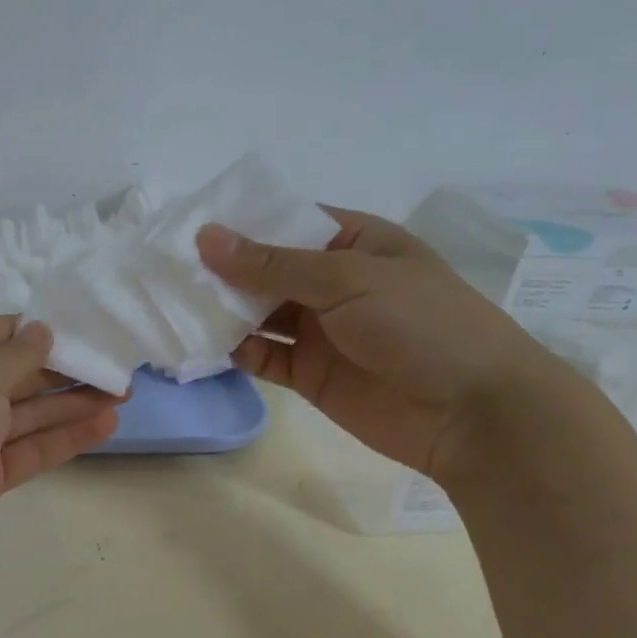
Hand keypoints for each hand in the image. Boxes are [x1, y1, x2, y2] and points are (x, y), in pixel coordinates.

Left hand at [0, 316, 120, 605]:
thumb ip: (15, 357)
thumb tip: (42, 330)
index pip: (1, 335)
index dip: (46, 333)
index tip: (92, 333)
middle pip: (20, 375)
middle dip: (68, 371)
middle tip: (119, 370)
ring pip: (30, 414)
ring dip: (73, 404)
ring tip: (123, 395)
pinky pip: (30, 450)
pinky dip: (65, 438)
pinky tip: (103, 426)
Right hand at [197, 210, 569, 483]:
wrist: (472, 415)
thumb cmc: (420, 324)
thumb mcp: (347, 279)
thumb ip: (272, 264)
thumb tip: (205, 238)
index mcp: (353, 242)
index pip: (286, 222)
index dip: (240, 223)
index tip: (186, 226)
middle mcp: (332, 282)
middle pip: (265, 269)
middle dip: (221, 269)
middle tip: (164, 267)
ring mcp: (319, 330)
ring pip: (258, 313)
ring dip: (221, 310)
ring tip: (171, 302)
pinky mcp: (309, 374)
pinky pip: (262, 355)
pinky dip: (233, 350)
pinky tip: (198, 343)